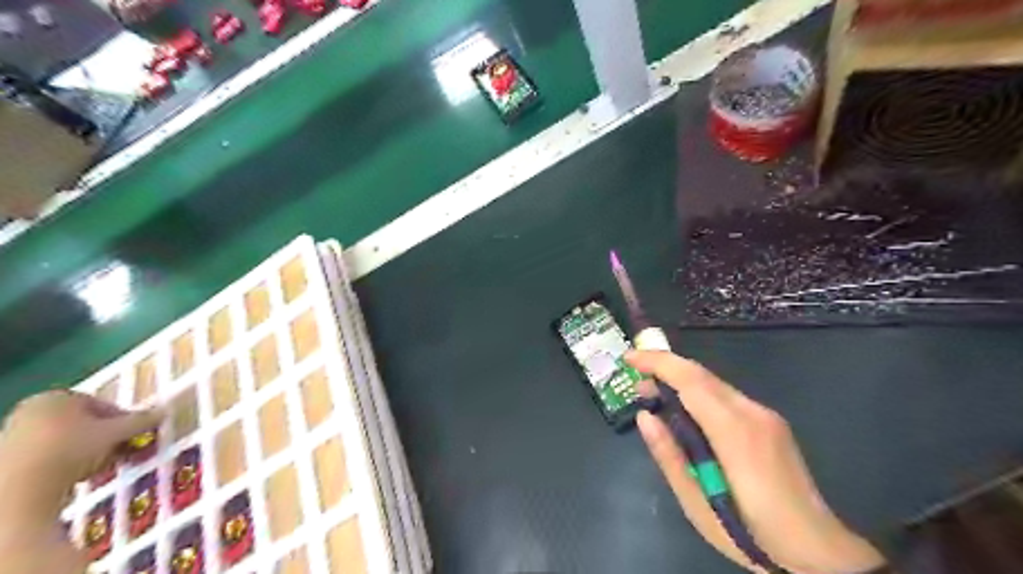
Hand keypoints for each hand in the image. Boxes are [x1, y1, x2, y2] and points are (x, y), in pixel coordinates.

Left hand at [0, 390, 160, 528]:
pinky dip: (64, 465)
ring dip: (87, 452)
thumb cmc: (70, 451)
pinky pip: (45, 458)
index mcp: (55, 397)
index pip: (99, 403)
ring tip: (101, 468)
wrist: (15, 494)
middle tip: (122, 451)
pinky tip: (75, 479)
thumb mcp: (116, 433)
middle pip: (81, 422)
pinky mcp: (3, 463)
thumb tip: (165, 411)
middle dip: (105, 436)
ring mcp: (11, 437)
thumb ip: (141, 421)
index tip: (134, 434)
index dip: (121, 418)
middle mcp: (29, 411)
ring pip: (65, 441)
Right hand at [628, 349, 883, 573]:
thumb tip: (645, 417)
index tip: (629, 358)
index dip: (657, 362)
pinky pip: (726, 397)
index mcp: (734, 432)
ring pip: (714, 383)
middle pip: (702, 375)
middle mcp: (752, 413)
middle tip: (637, 385)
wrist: (818, 551)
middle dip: (665, 369)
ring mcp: (765, 415)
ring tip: (656, 398)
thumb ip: (669, 455)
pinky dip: (699, 394)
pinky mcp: (770, 422)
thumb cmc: (751, 532)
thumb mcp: (697, 503)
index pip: (691, 379)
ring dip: (681, 382)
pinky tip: (687, 414)